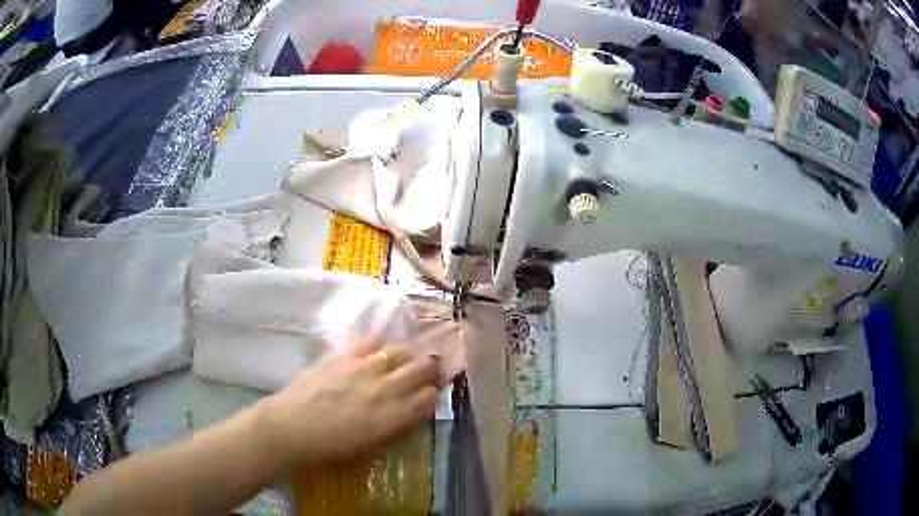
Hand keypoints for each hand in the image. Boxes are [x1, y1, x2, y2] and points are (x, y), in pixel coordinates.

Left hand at [256, 340, 442, 462]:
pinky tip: (372, 354)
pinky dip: (377, 347)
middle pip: (423, 368)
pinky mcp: (344, 355)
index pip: (429, 397)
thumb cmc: (330, 445)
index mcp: (393, 416)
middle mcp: (386, 388)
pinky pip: (371, 342)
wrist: (292, 425)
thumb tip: (408, 412)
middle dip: (429, 369)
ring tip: (401, 360)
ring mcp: (365, 368)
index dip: (432, 395)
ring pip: (401, 351)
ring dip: (406, 356)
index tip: (427, 396)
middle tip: (424, 372)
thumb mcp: (370, 446)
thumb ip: (394, 426)